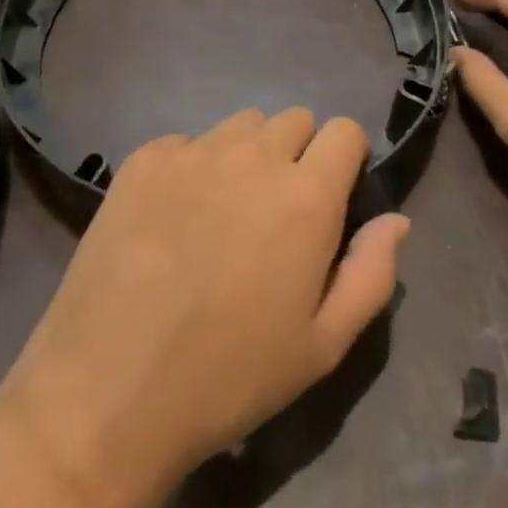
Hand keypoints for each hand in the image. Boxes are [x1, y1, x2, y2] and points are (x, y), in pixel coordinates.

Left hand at [0, 109, 409, 507]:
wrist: (111, 387)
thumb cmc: (230, 376)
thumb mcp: (323, 347)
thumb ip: (370, 273)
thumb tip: (396, 219)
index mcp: (306, 196)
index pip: (344, 131)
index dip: (345, 158)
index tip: (333, 194)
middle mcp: (253, 156)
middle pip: (294, 120)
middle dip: (297, 155)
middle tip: (275, 214)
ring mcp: (193, 151)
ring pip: (241, 126)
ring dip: (246, 155)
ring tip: (223, 213)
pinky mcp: (145, 158)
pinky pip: (186, 143)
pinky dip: (191, 168)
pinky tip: (171, 220)